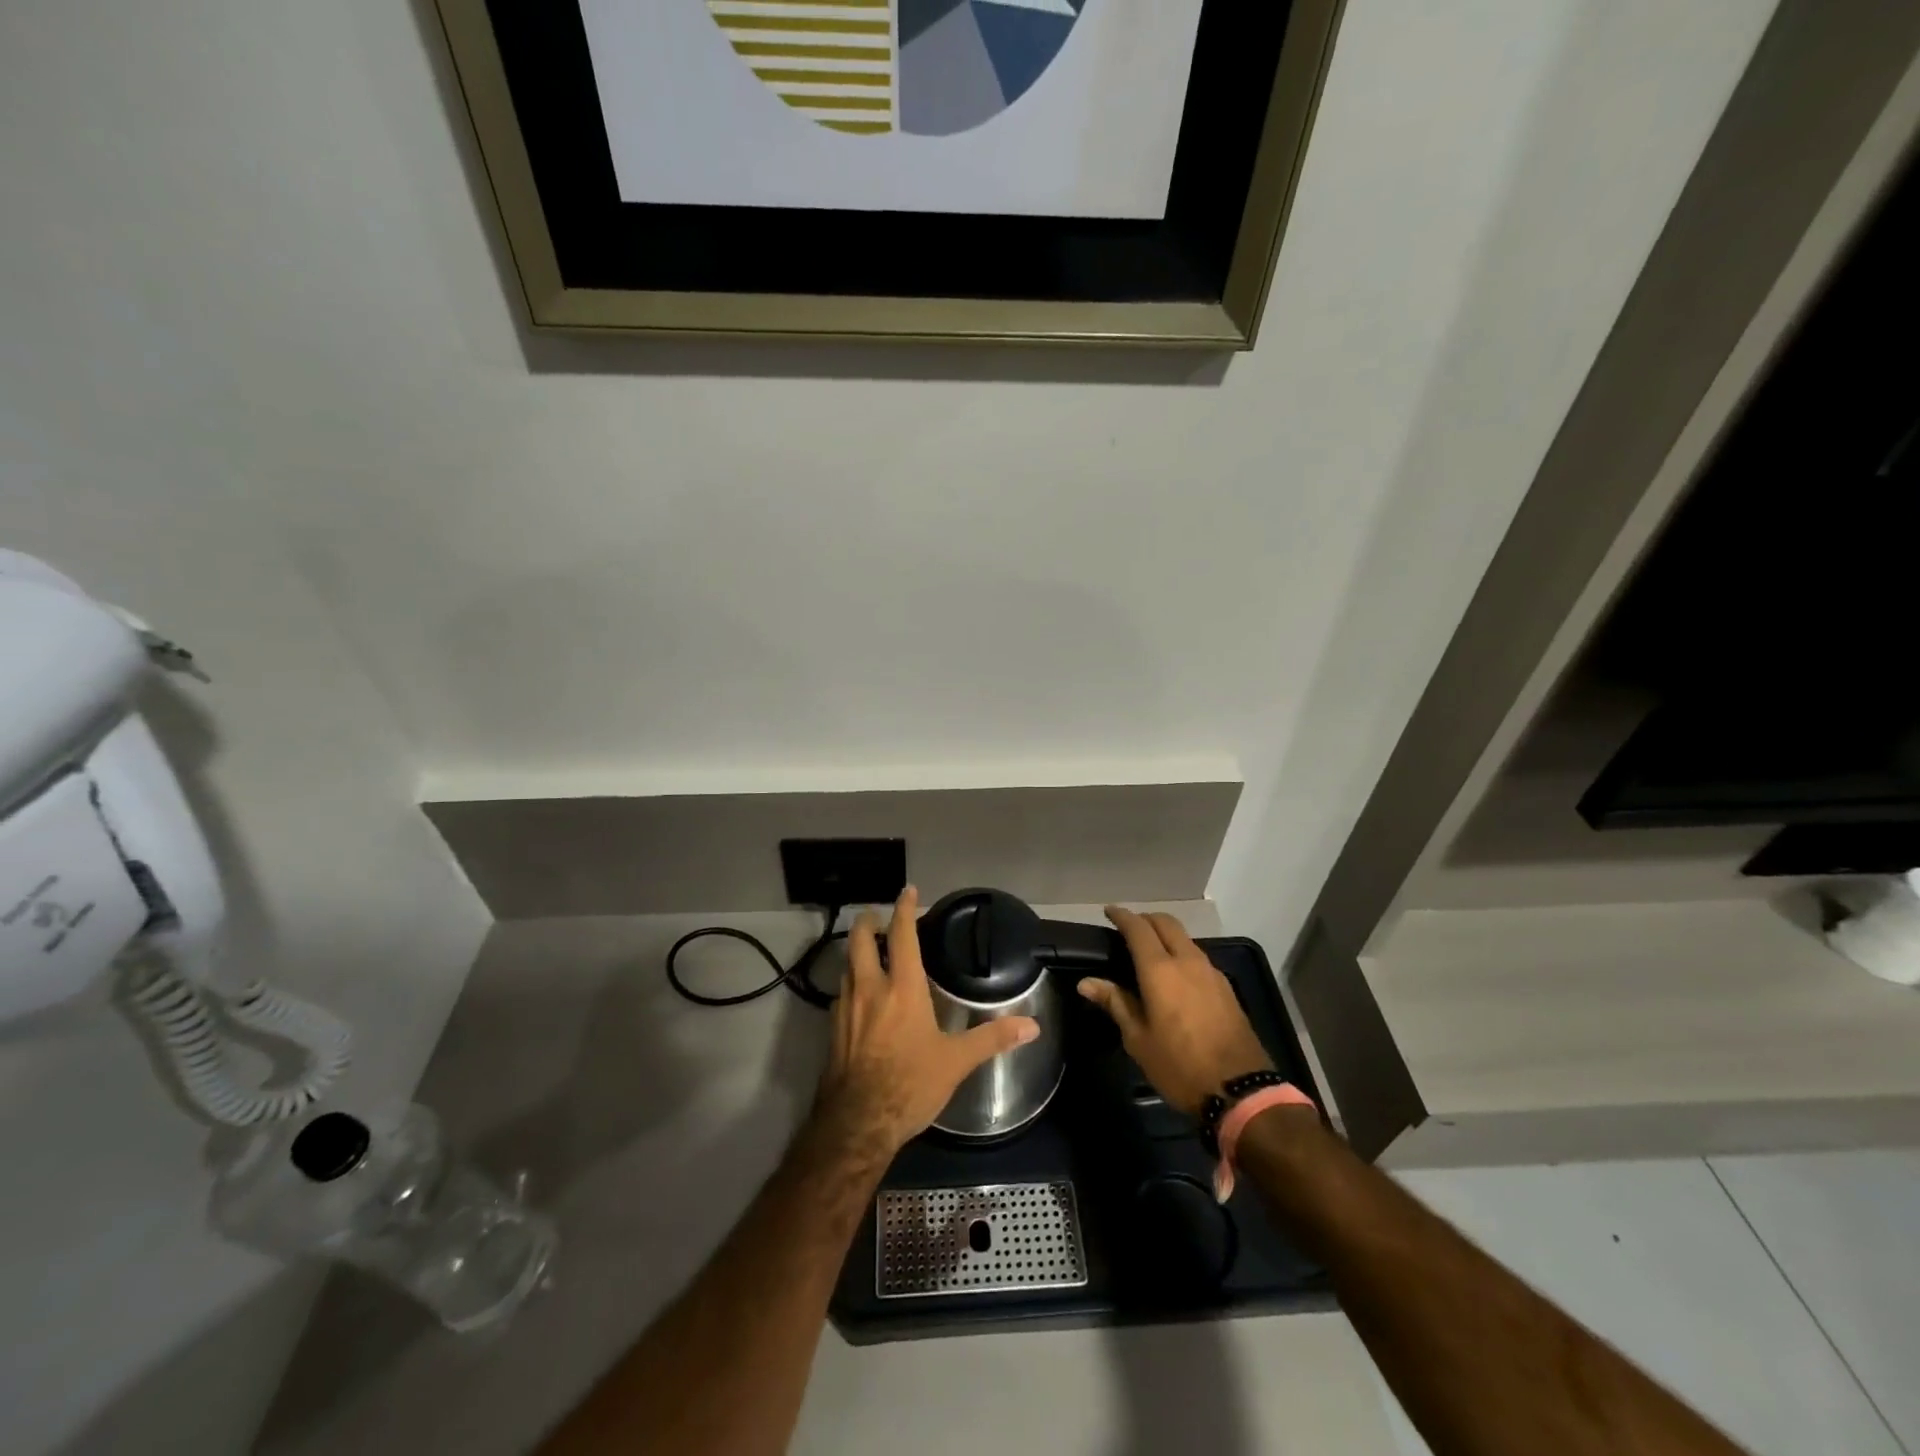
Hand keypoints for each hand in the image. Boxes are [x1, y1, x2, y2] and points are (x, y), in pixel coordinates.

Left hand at [814, 886, 1039, 1156]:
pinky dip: (850, 983)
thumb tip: (1032, 1026)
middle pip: (860, 940)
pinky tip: (859, 998)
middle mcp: (869, 989)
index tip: (907, 891)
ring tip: (869, 952)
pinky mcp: (832, 1030)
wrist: (857, 1124)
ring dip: (856, 951)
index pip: (901, 935)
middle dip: (867, 921)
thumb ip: (992, 1039)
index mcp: (902, 988)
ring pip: (846, 966)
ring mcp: (845, 1008)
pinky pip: (841, 994)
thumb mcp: (956, 1061)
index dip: (904, 909)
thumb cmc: (910, 1084)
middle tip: (876, 916)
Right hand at [1077, 907, 1273, 1115]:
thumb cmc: (1179, 1066)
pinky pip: (1198, 957)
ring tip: (1149, 951)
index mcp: (1161, 970)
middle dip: (1146, 919)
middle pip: (1166, 923)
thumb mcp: (1138, 1039)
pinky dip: (1181, 952)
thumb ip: (1115, 1003)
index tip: (1109, 911)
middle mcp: (1188, 961)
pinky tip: (1174, 974)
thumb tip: (1087, 983)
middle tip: (1129, 928)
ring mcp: (1211, 973)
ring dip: (1166, 935)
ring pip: (1185, 938)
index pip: (1138, 928)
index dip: (1122, 916)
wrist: (1241, 1091)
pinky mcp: (1226, 988)